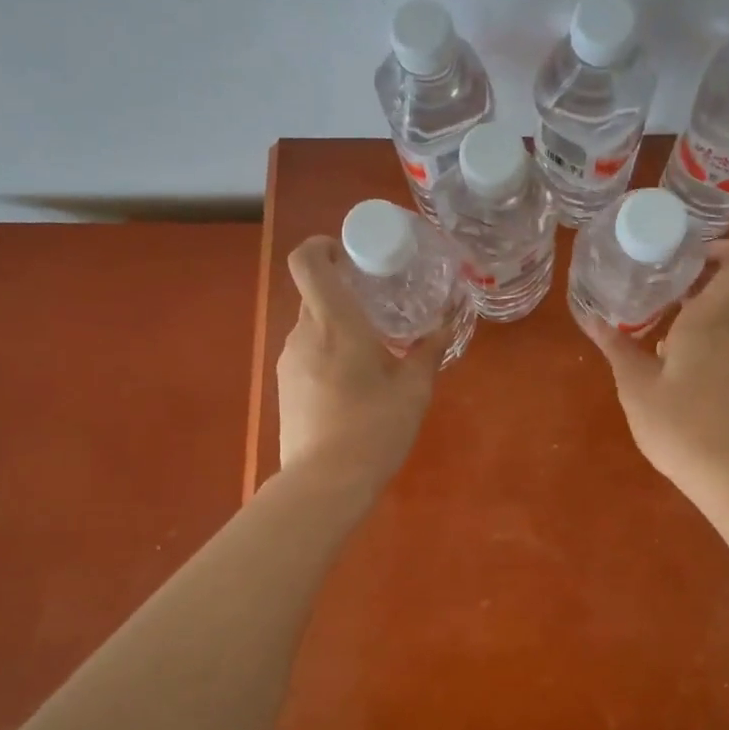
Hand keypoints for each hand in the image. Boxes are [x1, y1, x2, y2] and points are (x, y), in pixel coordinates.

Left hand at [276, 235, 444, 489]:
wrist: (325, 483)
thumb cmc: (374, 429)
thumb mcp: (413, 390)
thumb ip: (427, 353)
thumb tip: (444, 328)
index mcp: (335, 323)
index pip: (307, 261)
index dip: (322, 246)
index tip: (350, 255)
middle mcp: (304, 333)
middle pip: (315, 294)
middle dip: (345, 293)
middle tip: (380, 307)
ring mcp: (289, 361)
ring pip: (312, 326)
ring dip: (338, 328)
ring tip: (373, 353)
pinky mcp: (285, 387)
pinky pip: (307, 353)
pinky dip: (329, 354)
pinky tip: (354, 384)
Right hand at [584, 240, 728, 493]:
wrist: (728, 474)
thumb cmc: (679, 424)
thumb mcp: (635, 385)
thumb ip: (616, 347)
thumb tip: (591, 319)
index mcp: (711, 322)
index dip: (726, 250)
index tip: (691, 253)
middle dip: (701, 276)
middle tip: (661, 278)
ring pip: (726, 314)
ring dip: (696, 306)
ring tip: (654, 313)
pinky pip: (721, 340)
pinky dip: (697, 333)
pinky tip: (664, 353)